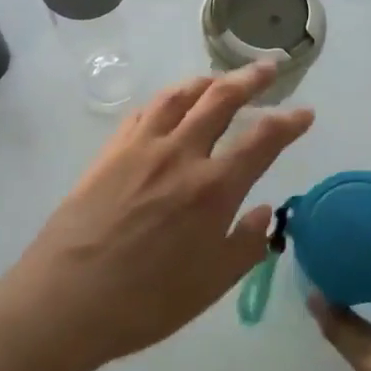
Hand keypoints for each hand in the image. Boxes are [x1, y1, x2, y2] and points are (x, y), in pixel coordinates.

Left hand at [0, 62, 313, 366]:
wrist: (65, 300)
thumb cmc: (145, 302)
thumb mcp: (211, 285)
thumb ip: (246, 244)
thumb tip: (264, 211)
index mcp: (213, 189)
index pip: (263, 140)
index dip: (289, 122)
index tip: (304, 113)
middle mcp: (181, 155)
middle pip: (221, 100)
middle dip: (250, 79)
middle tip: (268, 68)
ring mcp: (141, 149)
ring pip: (179, 96)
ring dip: (206, 81)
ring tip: (220, 79)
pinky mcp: (109, 153)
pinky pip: (143, 112)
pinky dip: (166, 99)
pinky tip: (169, 104)